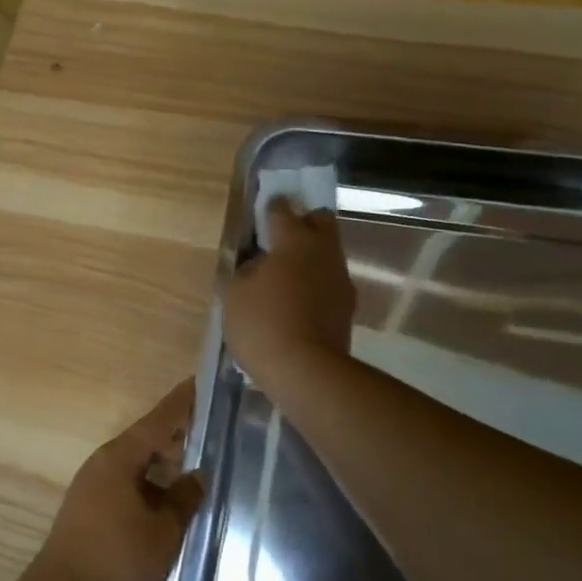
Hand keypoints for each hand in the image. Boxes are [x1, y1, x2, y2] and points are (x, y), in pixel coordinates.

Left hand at [22, 380, 203, 580]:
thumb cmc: (117, 559)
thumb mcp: (163, 530)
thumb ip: (184, 498)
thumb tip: (198, 476)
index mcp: (119, 457)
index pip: (158, 419)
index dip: (182, 402)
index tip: (203, 382)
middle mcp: (103, 464)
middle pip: (146, 439)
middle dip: (177, 434)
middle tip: (213, 428)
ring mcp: (93, 487)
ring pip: (137, 464)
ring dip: (164, 463)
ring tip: (199, 464)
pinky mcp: (91, 510)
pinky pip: (128, 484)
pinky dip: (151, 484)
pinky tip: (171, 499)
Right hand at [222, 197, 354, 381]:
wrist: (306, 371)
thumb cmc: (262, 324)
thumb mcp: (233, 295)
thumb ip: (241, 271)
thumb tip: (253, 265)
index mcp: (294, 239)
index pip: (281, 209)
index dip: (269, 209)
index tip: (259, 214)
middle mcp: (323, 250)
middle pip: (320, 221)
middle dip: (303, 223)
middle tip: (279, 242)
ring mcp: (340, 278)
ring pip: (328, 253)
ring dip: (310, 257)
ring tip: (286, 279)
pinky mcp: (348, 306)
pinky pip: (330, 283)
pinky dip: (316, 285)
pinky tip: (298, 304)